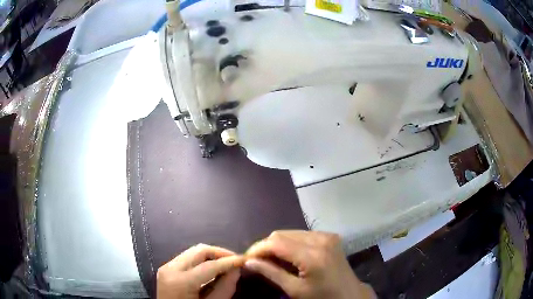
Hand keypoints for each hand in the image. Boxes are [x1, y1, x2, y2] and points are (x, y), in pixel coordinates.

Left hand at [157, 244, 244, 298]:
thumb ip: (224, 288)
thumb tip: (236, 269)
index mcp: (181, 281)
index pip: (209, 265)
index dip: (229, 261)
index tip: (244, 259)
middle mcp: (170, 268)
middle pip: (199, 250)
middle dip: (220, 253)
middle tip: (235, 260)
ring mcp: (166, 267)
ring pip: (192, 251)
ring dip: (211, 255)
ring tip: (225, 264)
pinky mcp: (165, 268)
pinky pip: (186, 257)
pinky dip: (201, 260)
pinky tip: (211, 268)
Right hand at [244, 231, 375, 298]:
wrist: (349, 294)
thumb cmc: (322, 297)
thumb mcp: (295, 290)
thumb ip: (271, 273)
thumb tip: (248, 262)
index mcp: (312, 255)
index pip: (276, 242)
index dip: (258, 248)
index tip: (246, 258)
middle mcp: (320, 239)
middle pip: (282, 234)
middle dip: (266, 246)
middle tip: (257, 260)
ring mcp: (327, 235)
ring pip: (291, 233)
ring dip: (278, 244)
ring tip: (271, 259)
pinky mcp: (330, 236)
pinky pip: (303, 235)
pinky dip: (291, 243)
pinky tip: (288, 255)